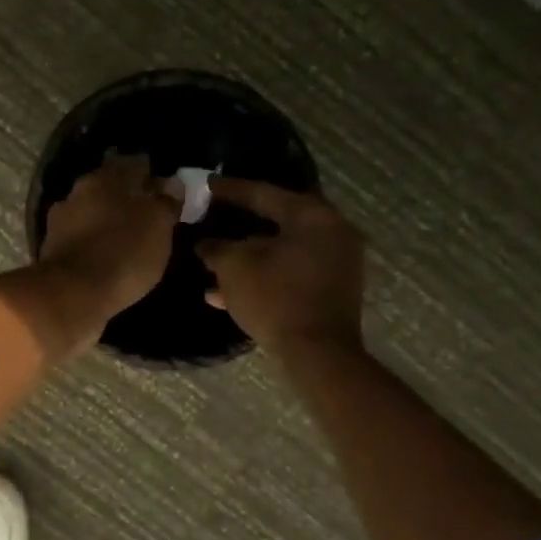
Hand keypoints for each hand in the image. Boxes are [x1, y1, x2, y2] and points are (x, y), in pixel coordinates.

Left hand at [38, 155, 177, 336]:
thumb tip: (171, 183)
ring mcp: (60, 222)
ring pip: (91, 213)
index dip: (150, 173)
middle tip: (147, 213)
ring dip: (107, 221)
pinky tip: (107, 256)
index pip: (133, 164)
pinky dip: (94, 243)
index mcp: (104, 178)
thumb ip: (166, 201)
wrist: (72, 295)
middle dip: (126, 197)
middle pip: (108, 188)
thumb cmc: (123, 252)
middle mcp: (77, 192)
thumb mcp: (158, 225)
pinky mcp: (53, 251)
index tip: (164, 186)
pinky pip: (81, 239)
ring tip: (128, 237)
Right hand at [197, 179, 364, 355]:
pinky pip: (289, 274)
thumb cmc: (276, 298)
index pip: (263, 192)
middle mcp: (331, 232)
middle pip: (275, 221)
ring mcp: (335, 263)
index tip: (206, 185)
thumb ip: (216, 247)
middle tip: (212, 218)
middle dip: (238, 225)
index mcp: (312, 215)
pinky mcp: (330, 291)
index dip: (230, 189)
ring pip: (280, 252)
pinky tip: (225, 294)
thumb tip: (205, 243)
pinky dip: (262, 277)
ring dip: (246, 258)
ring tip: (211, 265)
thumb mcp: (234, 267)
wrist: (318, 354)